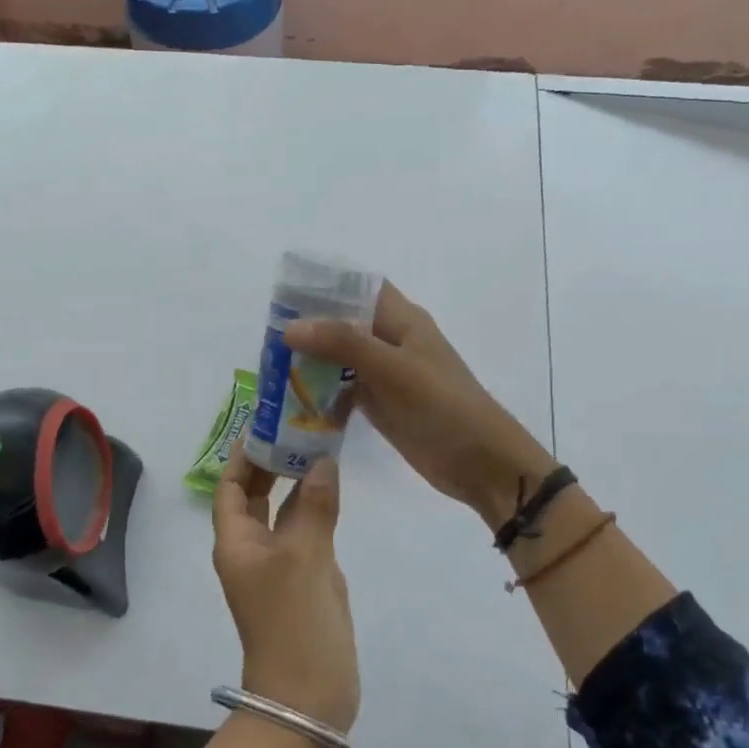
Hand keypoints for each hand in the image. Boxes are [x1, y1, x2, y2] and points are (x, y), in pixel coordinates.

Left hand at [211, 450, 358, 732]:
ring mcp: (279, 565)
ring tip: (318, 445)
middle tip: (299, 427)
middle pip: (256, 495)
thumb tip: (323, 461)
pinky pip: (304, 532)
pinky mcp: (304, 579)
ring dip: (296, 482)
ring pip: (282, 512)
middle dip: (272, 462)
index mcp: (235, 541)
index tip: (267, 424)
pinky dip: (314, 508)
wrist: (308, 695)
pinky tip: (332, 488)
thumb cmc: (294, 621)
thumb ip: (313, 506)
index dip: (244, 456)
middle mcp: (252, 549)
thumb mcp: (305, 557)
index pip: (232, 487)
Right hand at [286, 282, 552, 531]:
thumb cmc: (443, 406)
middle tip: (267, 339)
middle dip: (309, 328)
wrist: (481, 463)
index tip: (284, 292)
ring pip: (341, 358)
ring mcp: (386, 374)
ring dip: (311, 362)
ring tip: (272, 369)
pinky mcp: (382, 405)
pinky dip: (323, 394)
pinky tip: (295, 404)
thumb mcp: (392, 369)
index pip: (359, 287)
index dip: (326, 284)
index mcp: (402, 320)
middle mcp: (392, 341)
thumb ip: (342, 344)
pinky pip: (345, 390)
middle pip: (344, 323)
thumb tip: (290, 326)